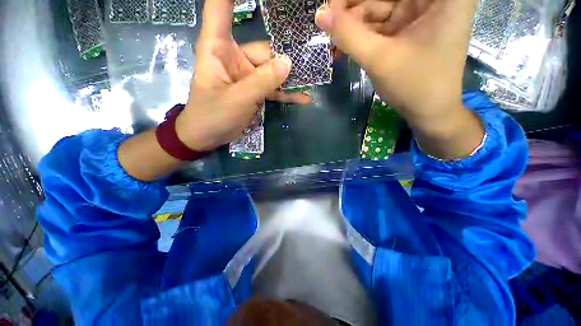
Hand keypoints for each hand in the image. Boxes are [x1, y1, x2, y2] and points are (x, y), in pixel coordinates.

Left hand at [176, 0, 310, 151]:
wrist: (207, 136)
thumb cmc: (213, 115)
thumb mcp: (238, 98)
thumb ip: (263, 81)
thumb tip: (288, 63)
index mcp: (218, 47)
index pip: (221, 7)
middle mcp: (234, 57)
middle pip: (265, 51)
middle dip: (288, 57)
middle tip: (315, 57)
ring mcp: (246, 75)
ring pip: (273, 71)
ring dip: (292, 78)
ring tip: (314, 78)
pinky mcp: (253, 91)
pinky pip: (272, 89)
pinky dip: (286, 94)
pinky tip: (303, 98)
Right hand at [315, 0, 478, 132]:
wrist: (429, 112)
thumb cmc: (414, 85)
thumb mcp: (379, 58)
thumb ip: (348, 35)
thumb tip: (320, 14)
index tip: (334, 6)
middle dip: (354, 8)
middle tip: (329, 21)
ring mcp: (419, 14)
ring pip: (379, 8)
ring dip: (354, 23)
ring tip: (334, 38)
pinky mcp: (408, 29)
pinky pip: (380, 24)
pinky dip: (362, 34)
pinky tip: (345, 44)